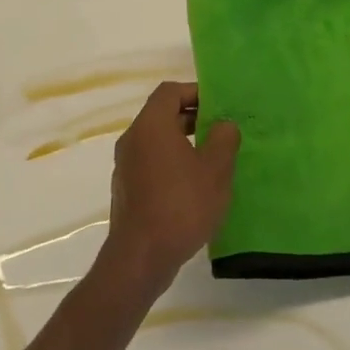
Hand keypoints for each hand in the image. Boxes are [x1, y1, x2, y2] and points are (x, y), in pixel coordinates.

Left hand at [100, 82, 239, 295]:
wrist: (141, 258)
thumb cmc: (181, 205)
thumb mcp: (215, 170)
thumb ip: (224, 139)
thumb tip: (223, 125)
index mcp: (151, 126)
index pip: (170, 92)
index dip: (195, 92)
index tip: (219, 106)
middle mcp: (133, 140)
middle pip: (162, 114)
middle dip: (192, 117)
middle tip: (221, 130)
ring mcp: (126, 166)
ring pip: (157, 141)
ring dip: (183, 142)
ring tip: (212, 158)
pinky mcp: (127, 189)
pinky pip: (151, 162)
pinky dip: (172, 162)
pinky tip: (194, 185)